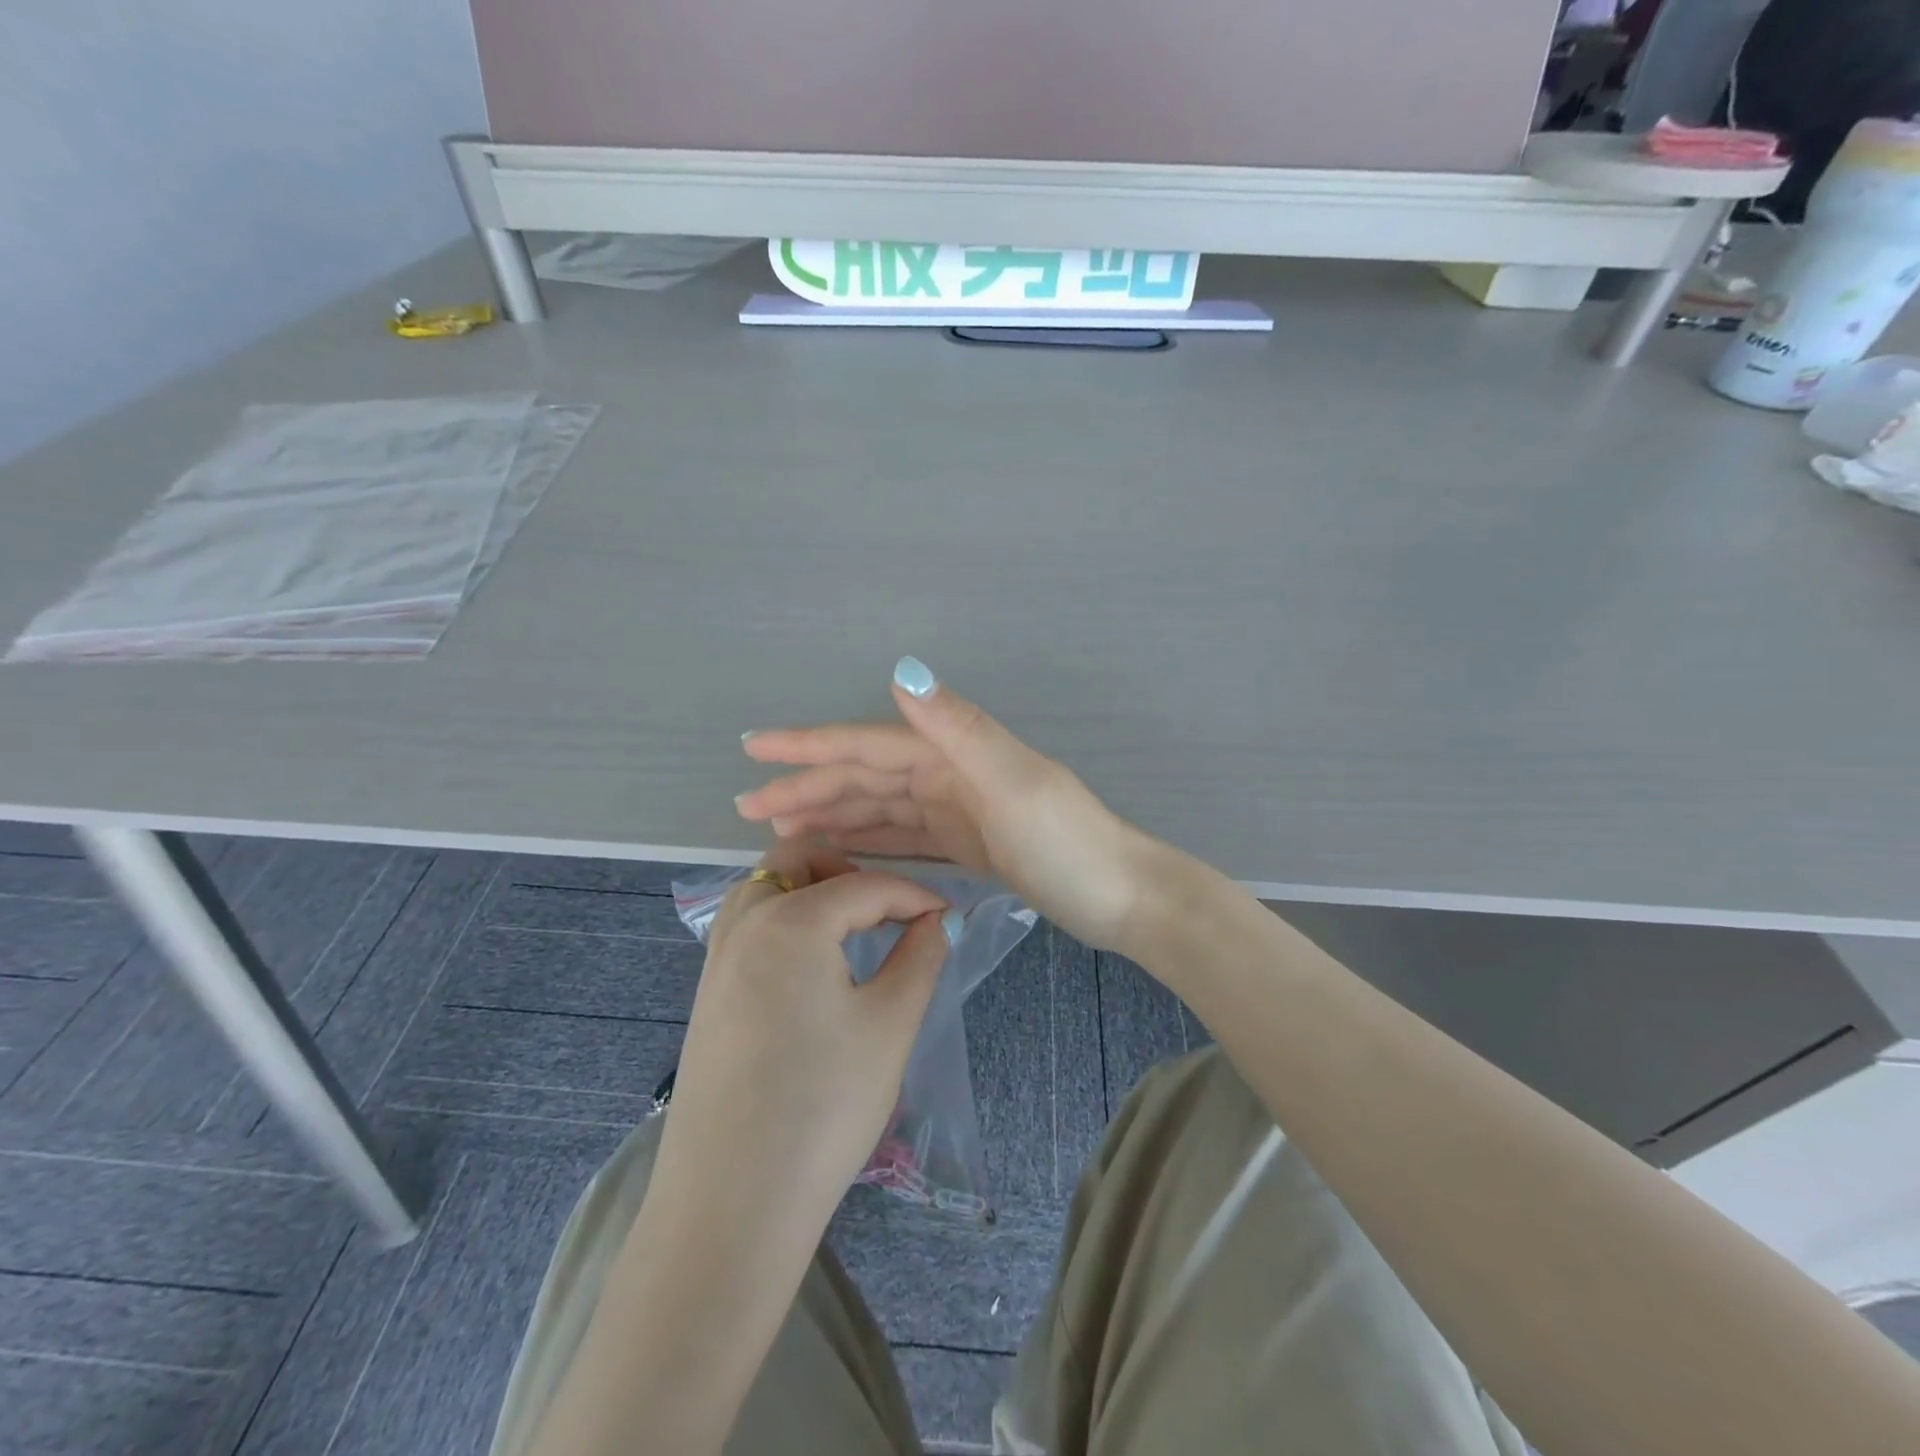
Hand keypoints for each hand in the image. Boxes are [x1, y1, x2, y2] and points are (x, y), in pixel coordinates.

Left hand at [648, 840, 958, 1239]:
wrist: (732, 1203)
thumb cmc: (824, 1105)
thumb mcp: (890, 1024)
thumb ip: (920, 957)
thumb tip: (936, 921)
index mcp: (791, 920)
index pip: (865, 885)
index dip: (914, 895)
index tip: (948, 917)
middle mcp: (745, 923)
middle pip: (797, 861)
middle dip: (849, 871)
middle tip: (888, 911)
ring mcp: (717, 959)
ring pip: (764, 888)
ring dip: (809, 890)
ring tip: (850, 931)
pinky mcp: (707, 995)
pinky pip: (747, 926)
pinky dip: (782, 920)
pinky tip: (810, 967)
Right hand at [736, 657, 1161, 950]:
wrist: (1122, 897)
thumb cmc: (1068, 842)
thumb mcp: (1013, 782)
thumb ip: (958, 728)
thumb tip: (901, 670)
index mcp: (953, 753)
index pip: (868, 743)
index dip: (810, 745)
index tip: (756, 749)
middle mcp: (949, 773)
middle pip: (865, 775)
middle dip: (807, 786)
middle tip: (749, 806)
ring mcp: (958, 809)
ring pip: (878, 806)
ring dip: (830, 812)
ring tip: (780, 828)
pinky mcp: (967, 843)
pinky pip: (902, 835)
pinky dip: (867, 837)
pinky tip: (838, 845)